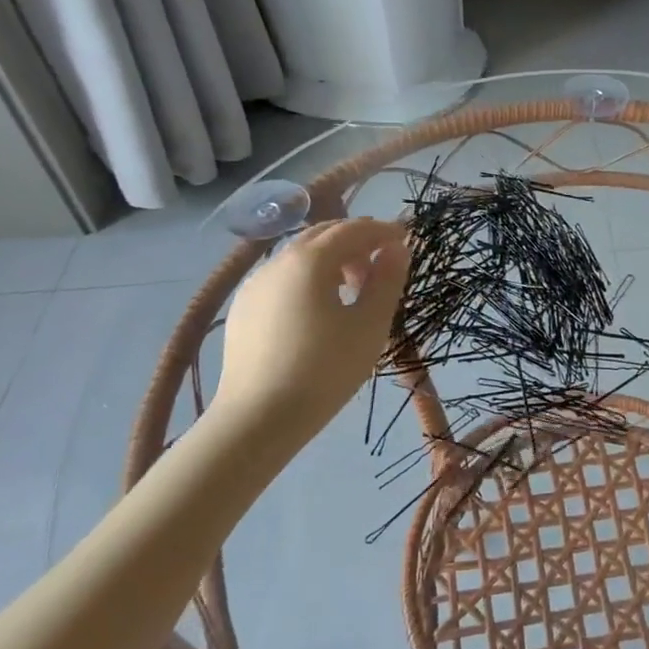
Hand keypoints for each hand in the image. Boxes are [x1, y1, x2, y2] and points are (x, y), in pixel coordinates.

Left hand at [214, 218, 408, 447]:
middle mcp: (278, 261)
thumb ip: (387, 280)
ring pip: (300, 255)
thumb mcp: (370, 325)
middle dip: (356, 241)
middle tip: (382, 264)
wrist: (257, 419)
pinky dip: (308, 277)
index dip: (383, 231)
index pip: (353, 229)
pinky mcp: (243, 308)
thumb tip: (396, 249)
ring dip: (332, 259)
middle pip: (323, 235)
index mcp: (310, 260)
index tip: (406, 239)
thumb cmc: (325, 370)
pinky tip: (319, 308)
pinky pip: (283, 277)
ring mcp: (255, 284)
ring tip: (353, 289)